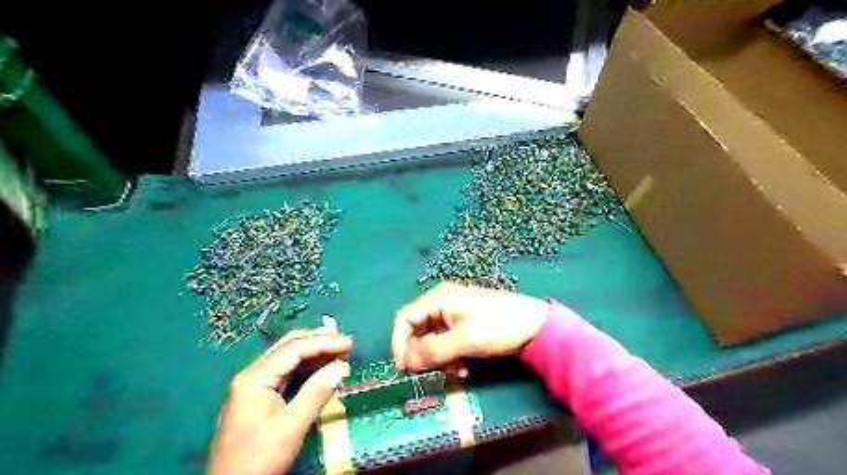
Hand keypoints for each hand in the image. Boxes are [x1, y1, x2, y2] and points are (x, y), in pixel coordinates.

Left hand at [208, 317, 353, 474]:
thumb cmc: (258, 459)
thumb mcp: (291, 427)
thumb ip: (316, 393)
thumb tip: (342, 366)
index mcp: (255, 378)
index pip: (294, 348)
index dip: (324, 342)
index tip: (349, 343)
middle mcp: (252, 374)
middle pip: (288, 346)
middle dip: (318, 339)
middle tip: (345, 340)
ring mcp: (252, 385)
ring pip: (287, 357)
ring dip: (313, 350)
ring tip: (337, 345)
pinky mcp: (257, 396)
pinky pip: (285, 371)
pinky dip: (305, 364)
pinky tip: (319, 362)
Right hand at [392, 284, 549, 371]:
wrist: (536, 325)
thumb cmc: (501, 326)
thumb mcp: (467, 339)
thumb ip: (434, 349)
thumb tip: (406, 362)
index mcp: (438, 299)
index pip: (404, 319)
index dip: (399, 343)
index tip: (404, 369)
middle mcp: (441, 303)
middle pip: (415, 330)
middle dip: (421, 354)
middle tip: (430, 373)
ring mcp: (451, 313)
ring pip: (429, 339)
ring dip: (436, 358)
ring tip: (454, 371)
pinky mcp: (462, 324)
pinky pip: (444, 342)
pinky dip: (448, 356)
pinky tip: (462, 368)